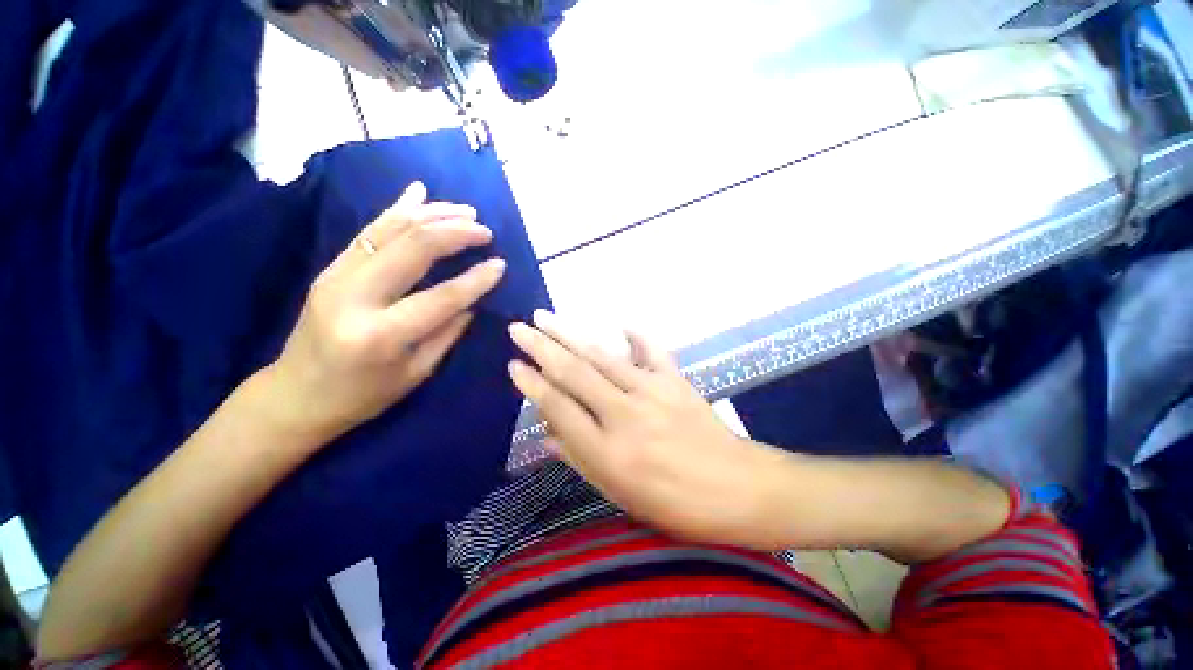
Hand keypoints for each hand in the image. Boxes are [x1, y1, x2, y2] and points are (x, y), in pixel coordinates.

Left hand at [269, 181, 505, 441]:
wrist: (295, 395)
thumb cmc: (363, 395)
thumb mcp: (416, 373)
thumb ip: (447, 332)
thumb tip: (473, 300)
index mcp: (380, 335)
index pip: (441, 297)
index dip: (476, 279)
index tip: (501, 265)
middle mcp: (354, 297)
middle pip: (412, 248)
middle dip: (455, 233)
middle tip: (485, 231)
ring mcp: (336, 275)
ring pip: (390, 229)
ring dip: (432, 214)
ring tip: (465, 211)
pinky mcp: (331, 266)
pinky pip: (369, 229)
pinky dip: (398, 209)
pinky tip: (419, 193)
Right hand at [507, 311, 786, 548]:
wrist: (738, 489)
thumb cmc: (676, 504)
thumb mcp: (620, 494)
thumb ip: (579, 459)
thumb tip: (547, 431)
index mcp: (609, 451)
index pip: (559, 407)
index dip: (532, 385)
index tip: (513, 365)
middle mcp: (625, 414)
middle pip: (575, 373)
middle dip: (542, 347)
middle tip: (518, 328)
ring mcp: (653, 391)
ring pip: (603, 357)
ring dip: (571, 335)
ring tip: (545, 317)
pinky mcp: (675, 380)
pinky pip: (651, 350)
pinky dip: (635, 335)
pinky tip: (621, 324)